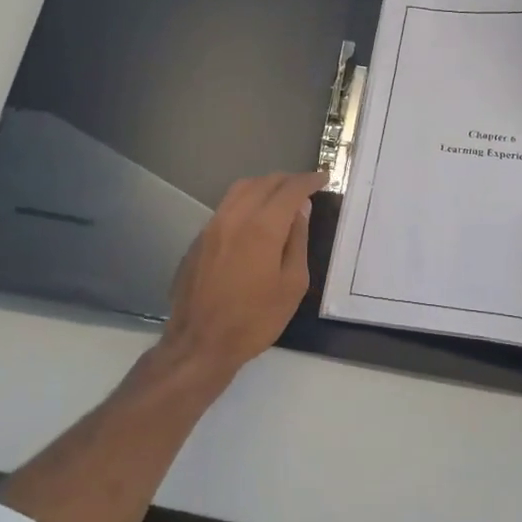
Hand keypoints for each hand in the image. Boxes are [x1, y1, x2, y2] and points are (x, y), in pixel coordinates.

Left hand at [161, 171, 323, 377]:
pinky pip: (226, 207)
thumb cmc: (254, 320)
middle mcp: (234, 217)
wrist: (199, 344)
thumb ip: (297, 241)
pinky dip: (246, 201)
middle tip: (306, 187)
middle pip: (263, 182)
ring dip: (264, 186)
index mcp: (261, 228)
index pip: (290, 189)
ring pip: (240, 189)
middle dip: (288, 180)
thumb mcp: (292, 285)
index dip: (309, 180)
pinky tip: (254, 218)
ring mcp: (211, 226)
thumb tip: (300, 210)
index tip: (324, 178)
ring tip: (281, 196)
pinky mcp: (198, 240)